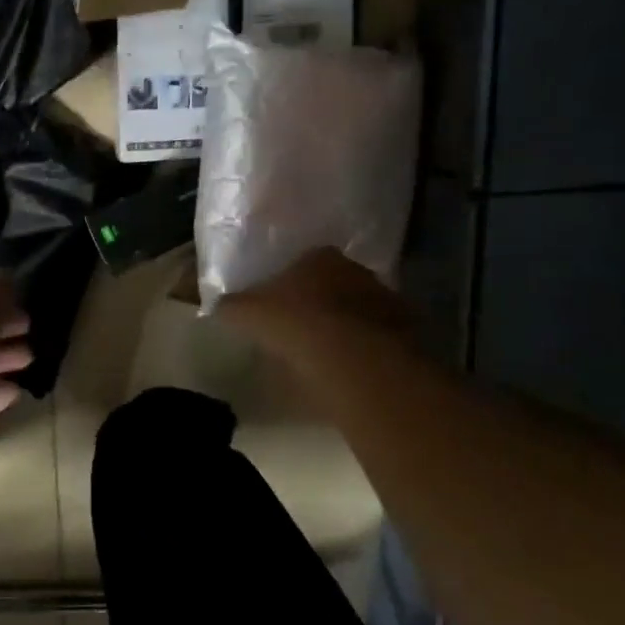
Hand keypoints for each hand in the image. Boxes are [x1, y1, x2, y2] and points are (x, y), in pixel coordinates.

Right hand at [217, 249, 412, 365]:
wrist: (353, 358)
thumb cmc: (295, 323)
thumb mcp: (248, 313)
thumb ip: (232, 306)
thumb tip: (217, 305)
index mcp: (319, 257)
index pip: (303, 262)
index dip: (291, 284)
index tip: (282, 306)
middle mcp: (356, 269)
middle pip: (334, 283)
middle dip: (322, 301)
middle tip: (305, 328)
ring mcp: (385, 299)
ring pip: (360, 309)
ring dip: (348, 324)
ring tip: (330, 352)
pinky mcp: (406, 331)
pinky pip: (381, 337)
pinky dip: (369, 347)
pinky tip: (354, 367)